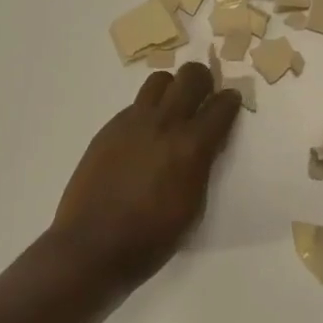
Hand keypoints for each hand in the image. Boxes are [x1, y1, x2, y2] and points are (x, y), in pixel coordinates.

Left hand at [49, 61, 243, 289]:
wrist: (92, 246)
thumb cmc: (151, 238)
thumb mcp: (193, 206)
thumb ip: (202, 166)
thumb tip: (205, 146)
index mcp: (191, 146)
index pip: (222, 105)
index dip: (231, 101)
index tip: (230, 105)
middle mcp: (164, 123)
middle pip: (191, 76)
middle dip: (204, 81)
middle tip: (203, 100)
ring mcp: (133, 122)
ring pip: (159, 81)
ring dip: (172, 90)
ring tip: (172, 112)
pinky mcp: (109, 128)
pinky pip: (135, 105)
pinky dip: (147, 113)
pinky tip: (143, 139)